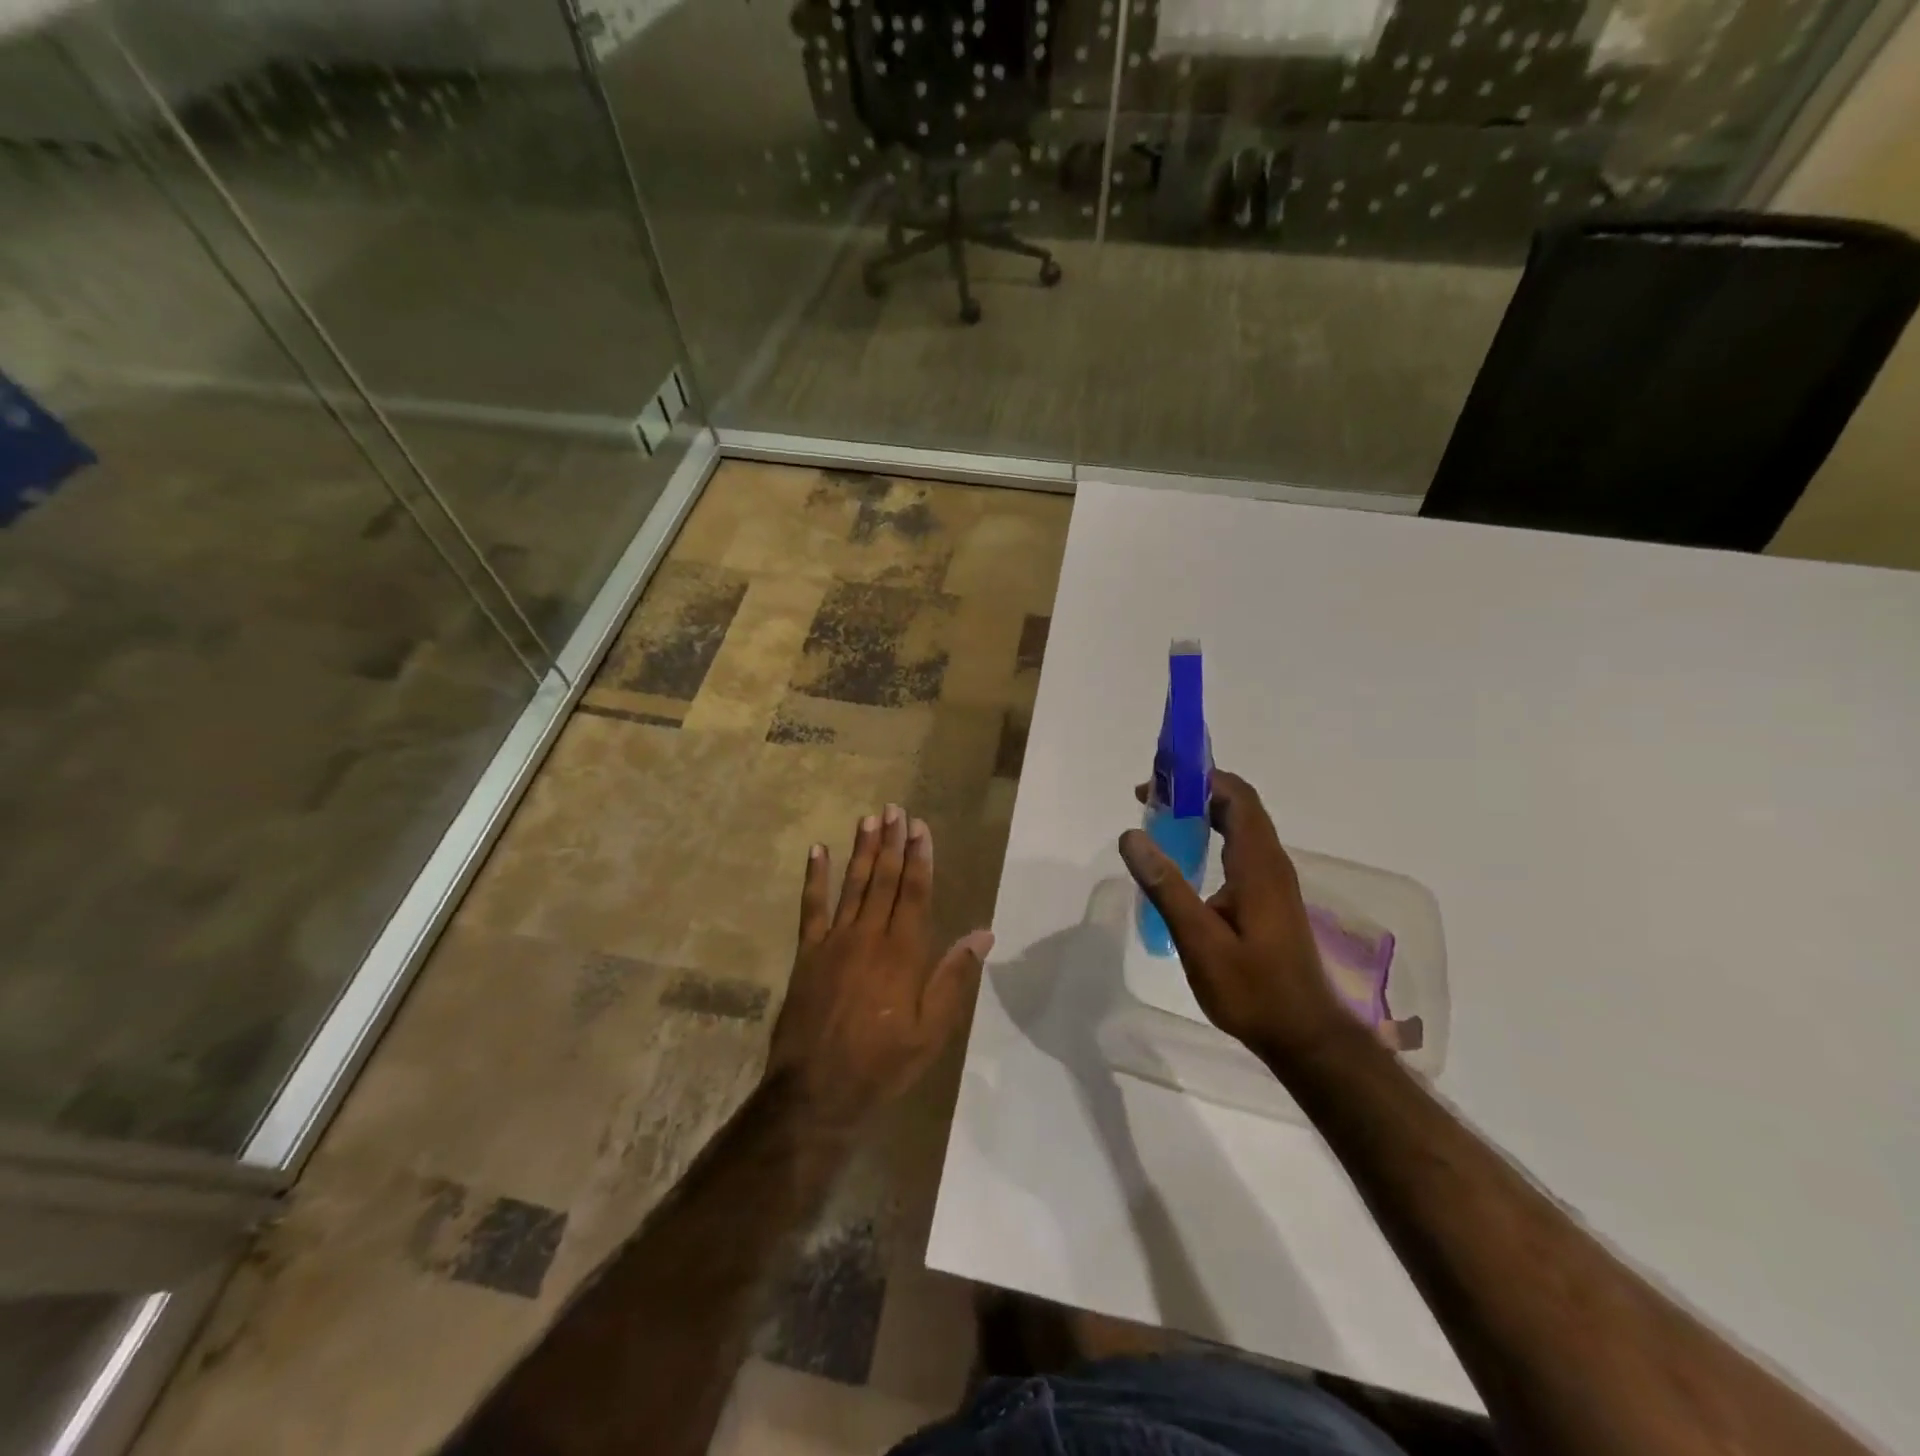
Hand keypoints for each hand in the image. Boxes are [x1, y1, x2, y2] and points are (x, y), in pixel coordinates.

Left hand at [766, 805, 991, 1129]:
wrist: (817, 1091)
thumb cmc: (883, 1064)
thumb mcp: (931, 1031)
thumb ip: (954, 978)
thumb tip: (982, 934)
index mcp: (903, 953)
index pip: (914, 893)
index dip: (919, 858)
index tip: (921, 828)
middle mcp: (869, 937)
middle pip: (883, 880)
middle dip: (891, 842)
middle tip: (895, 809)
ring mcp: (834, 942)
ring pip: (852, 885)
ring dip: (861, 850)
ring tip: (868, 818)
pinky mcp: (808, 953)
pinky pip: (811, 907)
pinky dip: (815, 878)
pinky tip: (818, 851)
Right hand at [1120, 771, 1348, 1067]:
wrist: (1304, 1035)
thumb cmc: (1252, 989)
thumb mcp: (1200, 941)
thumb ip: (1166, 887)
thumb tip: (1131, 835)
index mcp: (1258, 865)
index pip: (1236, 797)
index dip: (1200, 778)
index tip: (1158, 780)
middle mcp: (1271, 863)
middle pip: (1239, 805)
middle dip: (1196, 790)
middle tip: (1150, 797)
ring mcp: (1273, 880)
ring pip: (1241, 826)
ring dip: (1204, 811)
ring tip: (1161, 817)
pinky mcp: (1270, 897)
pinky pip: (1241, 847)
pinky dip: (1212, 834)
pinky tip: (1186, 856)